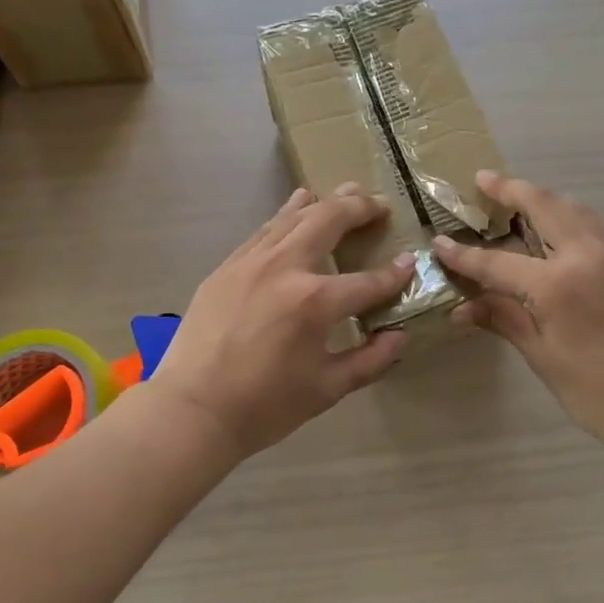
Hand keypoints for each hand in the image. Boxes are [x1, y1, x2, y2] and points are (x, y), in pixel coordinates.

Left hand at [150, 185, 414, 459]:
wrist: (192, 409)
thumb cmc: (265, 406)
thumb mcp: (328, 389)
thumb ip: (371, 360)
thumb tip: (400, 336)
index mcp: (315, 302)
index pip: (368, 281)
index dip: (395, 275)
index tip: (410, 263)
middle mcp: (285, 268)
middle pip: (329, 221)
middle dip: (360, 209)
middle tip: (380, 206)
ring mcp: (251, 262)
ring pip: (294, 216)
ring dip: (325, 203)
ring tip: (347, 193)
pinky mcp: (228, 266)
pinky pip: (265, 230)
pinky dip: (288, 215)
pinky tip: (298, 205)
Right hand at [433, 171, 603, 445]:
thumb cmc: (593, 390)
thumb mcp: (541, 354)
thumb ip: (503, 319)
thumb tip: (461, 309)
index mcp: (557, 283)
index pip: (498, 262)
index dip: (464, 255)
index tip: (440, 242)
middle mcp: (588, 257)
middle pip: (545, 206)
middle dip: (511, 189)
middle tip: (485, 179)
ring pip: (578, 211)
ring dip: (547, 199)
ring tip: (523, 199)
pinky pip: (601, 234)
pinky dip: (574, 224)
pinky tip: (563, 239)